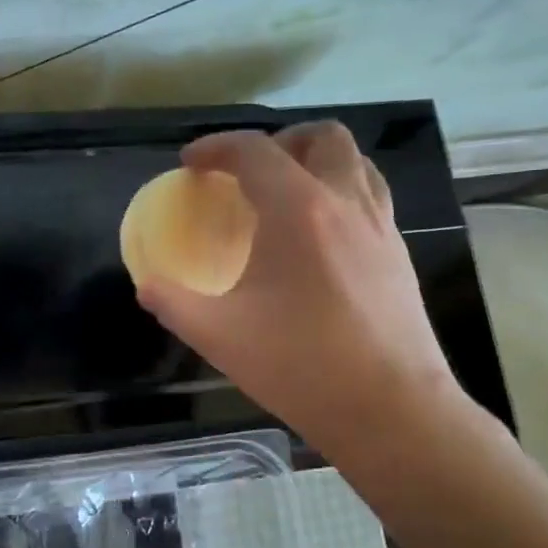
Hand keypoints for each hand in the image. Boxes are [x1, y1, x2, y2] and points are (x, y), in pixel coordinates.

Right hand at [136, 123, 471, 463]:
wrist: (390, 410)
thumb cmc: (300, 366)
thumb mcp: (218, 336)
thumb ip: (173, 303)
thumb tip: (148, 286)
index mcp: (297, 211)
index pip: (254, 151)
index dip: (215, 148)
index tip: (190, 164)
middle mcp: (345, 203)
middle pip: (322, 137)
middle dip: (279, 141)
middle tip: (247, 173)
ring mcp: (380, 227)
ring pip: (355, 161)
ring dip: (316, 161)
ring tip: (286, 193)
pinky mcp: (399, 254)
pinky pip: (371, 196)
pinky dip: (341, 192)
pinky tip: (320, 236)